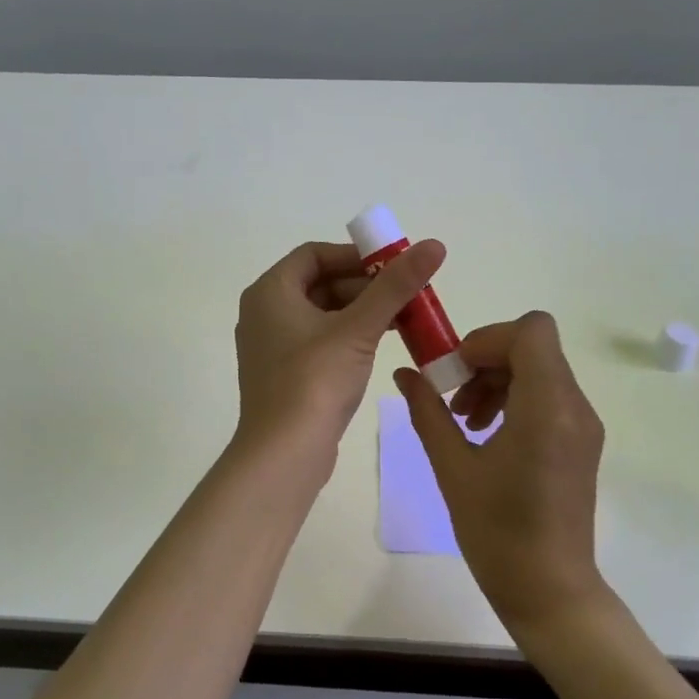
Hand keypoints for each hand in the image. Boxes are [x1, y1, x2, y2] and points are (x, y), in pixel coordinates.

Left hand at [234, 238, 448, 467]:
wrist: (284, 453)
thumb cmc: (314, 380)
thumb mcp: (359, 329)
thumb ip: (395, 286)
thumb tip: (434, 245)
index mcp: (270, 291)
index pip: (314, 254)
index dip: (355, 256)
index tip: (393, 266)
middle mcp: (265, 312)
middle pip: (321, 283)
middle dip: (366, 287)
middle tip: (406, 295)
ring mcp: (273, 345)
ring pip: (324, 313)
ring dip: (362, 312)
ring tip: (404, 320)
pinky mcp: (285, 373)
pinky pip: (320, 340)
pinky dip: (350, 336)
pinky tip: (380, 346)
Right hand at [394, 311, 606, 628]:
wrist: (549, 591)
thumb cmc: (497, 532)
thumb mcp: (452, 468)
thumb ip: (428, 412)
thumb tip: (405, 374)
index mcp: (547, 407)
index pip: (530, 330)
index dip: (487, 339)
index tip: (454, 372)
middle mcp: (574, 406)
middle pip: (532, 347)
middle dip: (485, 361)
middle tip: (451, 399)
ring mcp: (583, 424)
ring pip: (539, 369)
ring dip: (497, 380)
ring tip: (464, 421)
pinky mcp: (581, 442)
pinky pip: (547, 396)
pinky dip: (514, 399)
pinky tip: (486, 435)